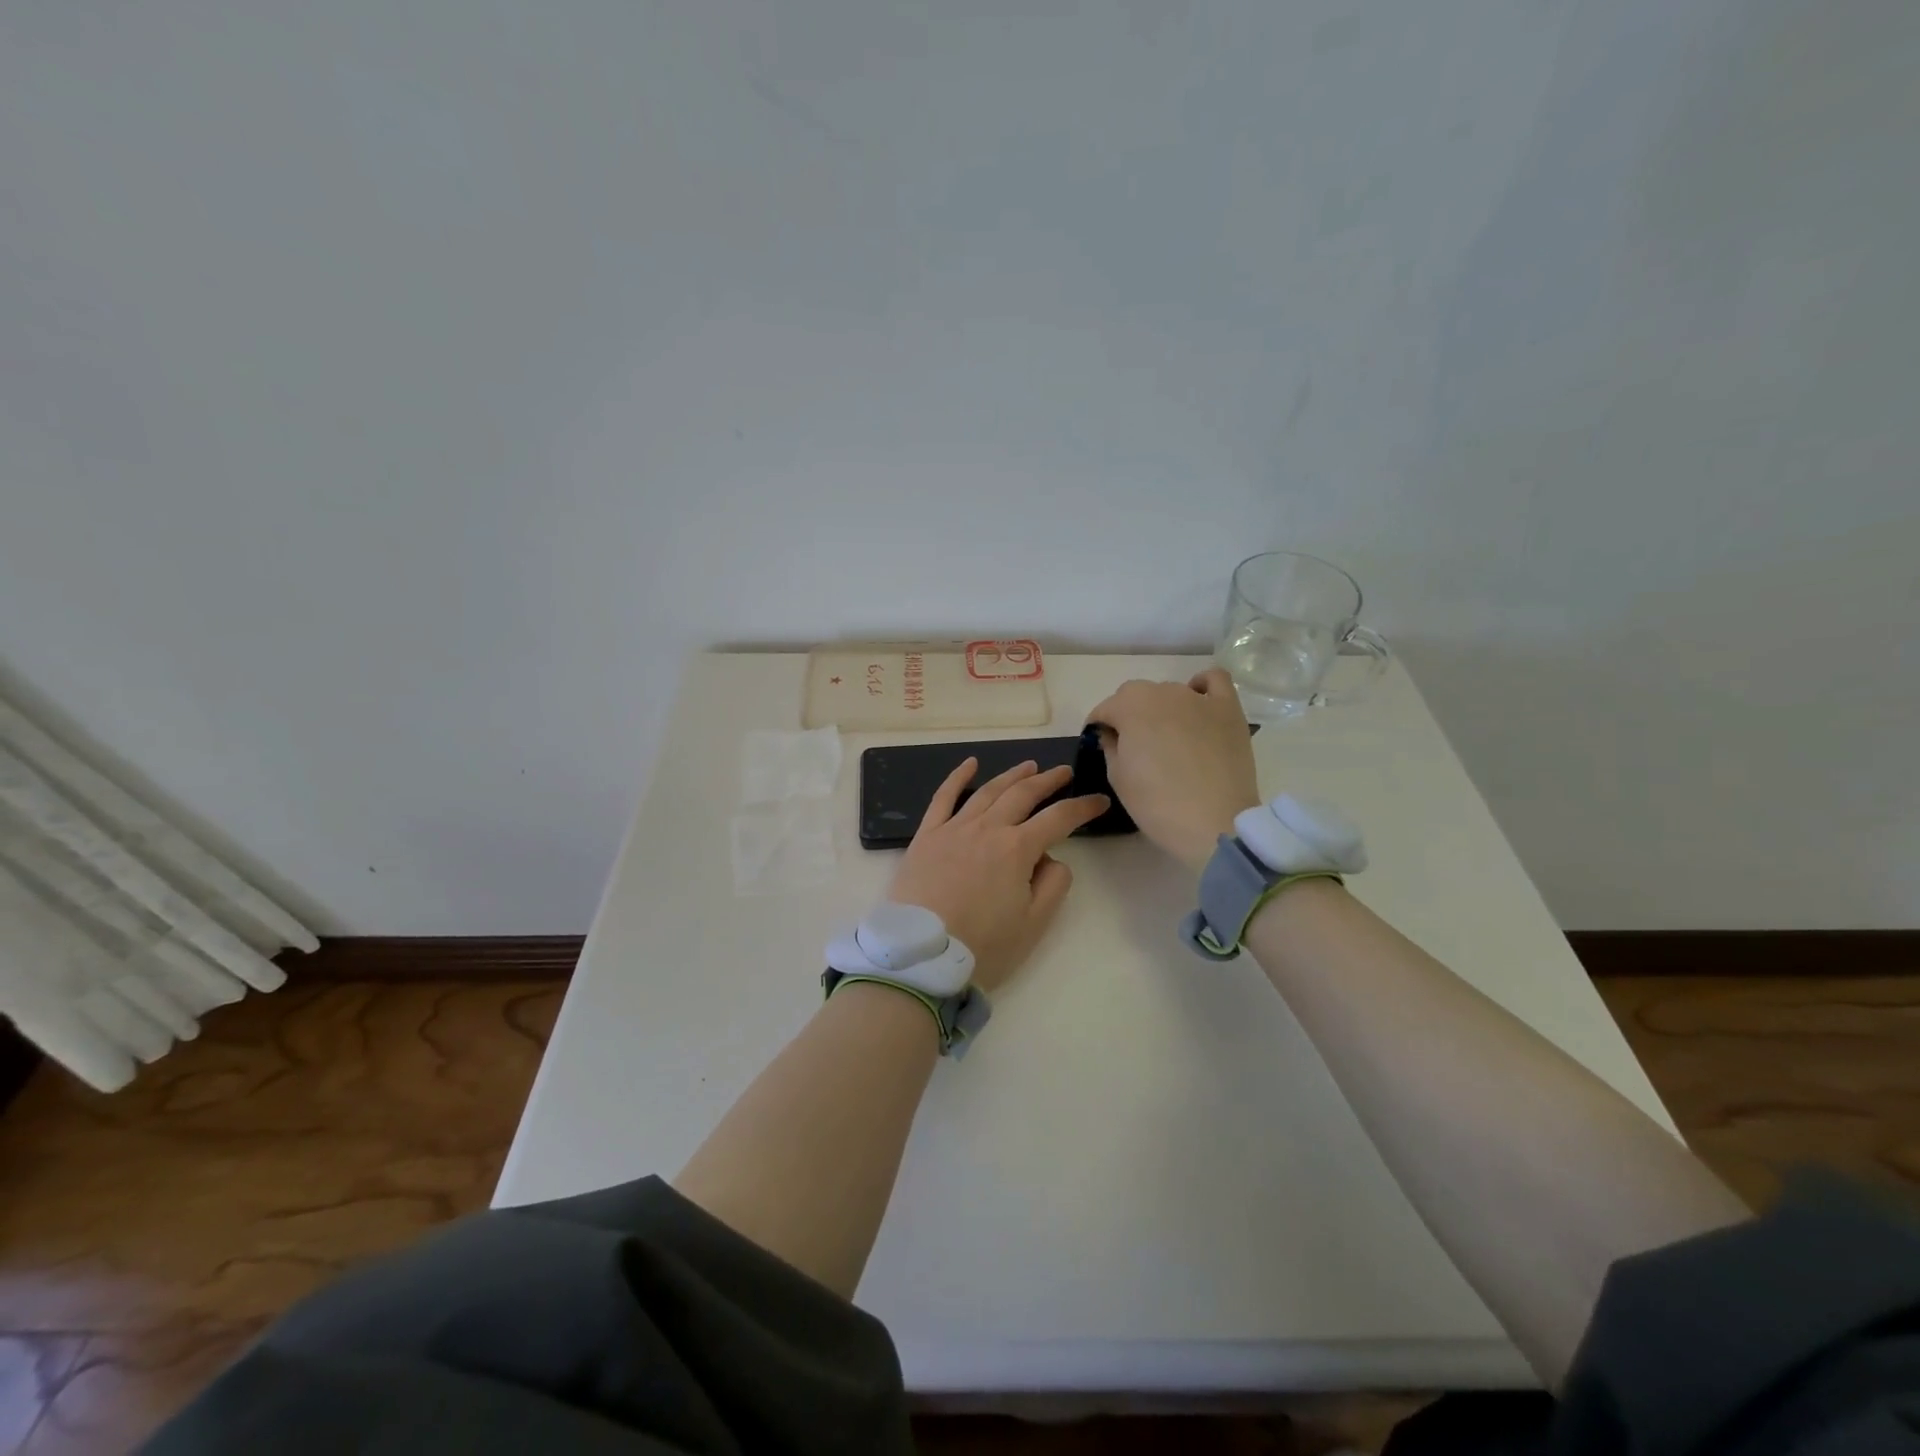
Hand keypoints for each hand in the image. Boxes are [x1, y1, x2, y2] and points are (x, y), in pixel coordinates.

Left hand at [888, 759, 1109, 991]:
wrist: (920, 956)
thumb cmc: (982, 947)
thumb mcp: (1033, 924)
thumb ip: (1053, 885)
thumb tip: (1052, 858)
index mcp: (1017, 849)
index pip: (1059, 818)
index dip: (1083, 807)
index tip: (1100, 801)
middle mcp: (987, 828)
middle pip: (1023, 795)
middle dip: (1048, 781)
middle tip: (1064, 772)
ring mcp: (954, 828)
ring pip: (988, 791)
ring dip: (1012, 776)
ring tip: (1029, 766)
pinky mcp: (926, 836)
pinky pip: (943, 797)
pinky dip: (957, 777)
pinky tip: (970, 764)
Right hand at [1087, 669, 1260, 872]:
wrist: (1214, 823)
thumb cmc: (1157, 803)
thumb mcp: (1118, 778)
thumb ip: (1110, 746)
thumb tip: (1111, 733)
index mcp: (1129, 707)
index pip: (1104, 709)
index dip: (1098, 728)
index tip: (1100, 745)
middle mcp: (1162, 692)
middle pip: (1135, 695)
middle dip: (1127, 714)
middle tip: (1133, 746)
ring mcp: (1197, 698)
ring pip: (1169, 691)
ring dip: (1160, 707)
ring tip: (1167, 737)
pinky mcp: (1228, 708)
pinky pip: (1214, 680)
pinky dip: (1202, 686)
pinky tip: (1198, 703)